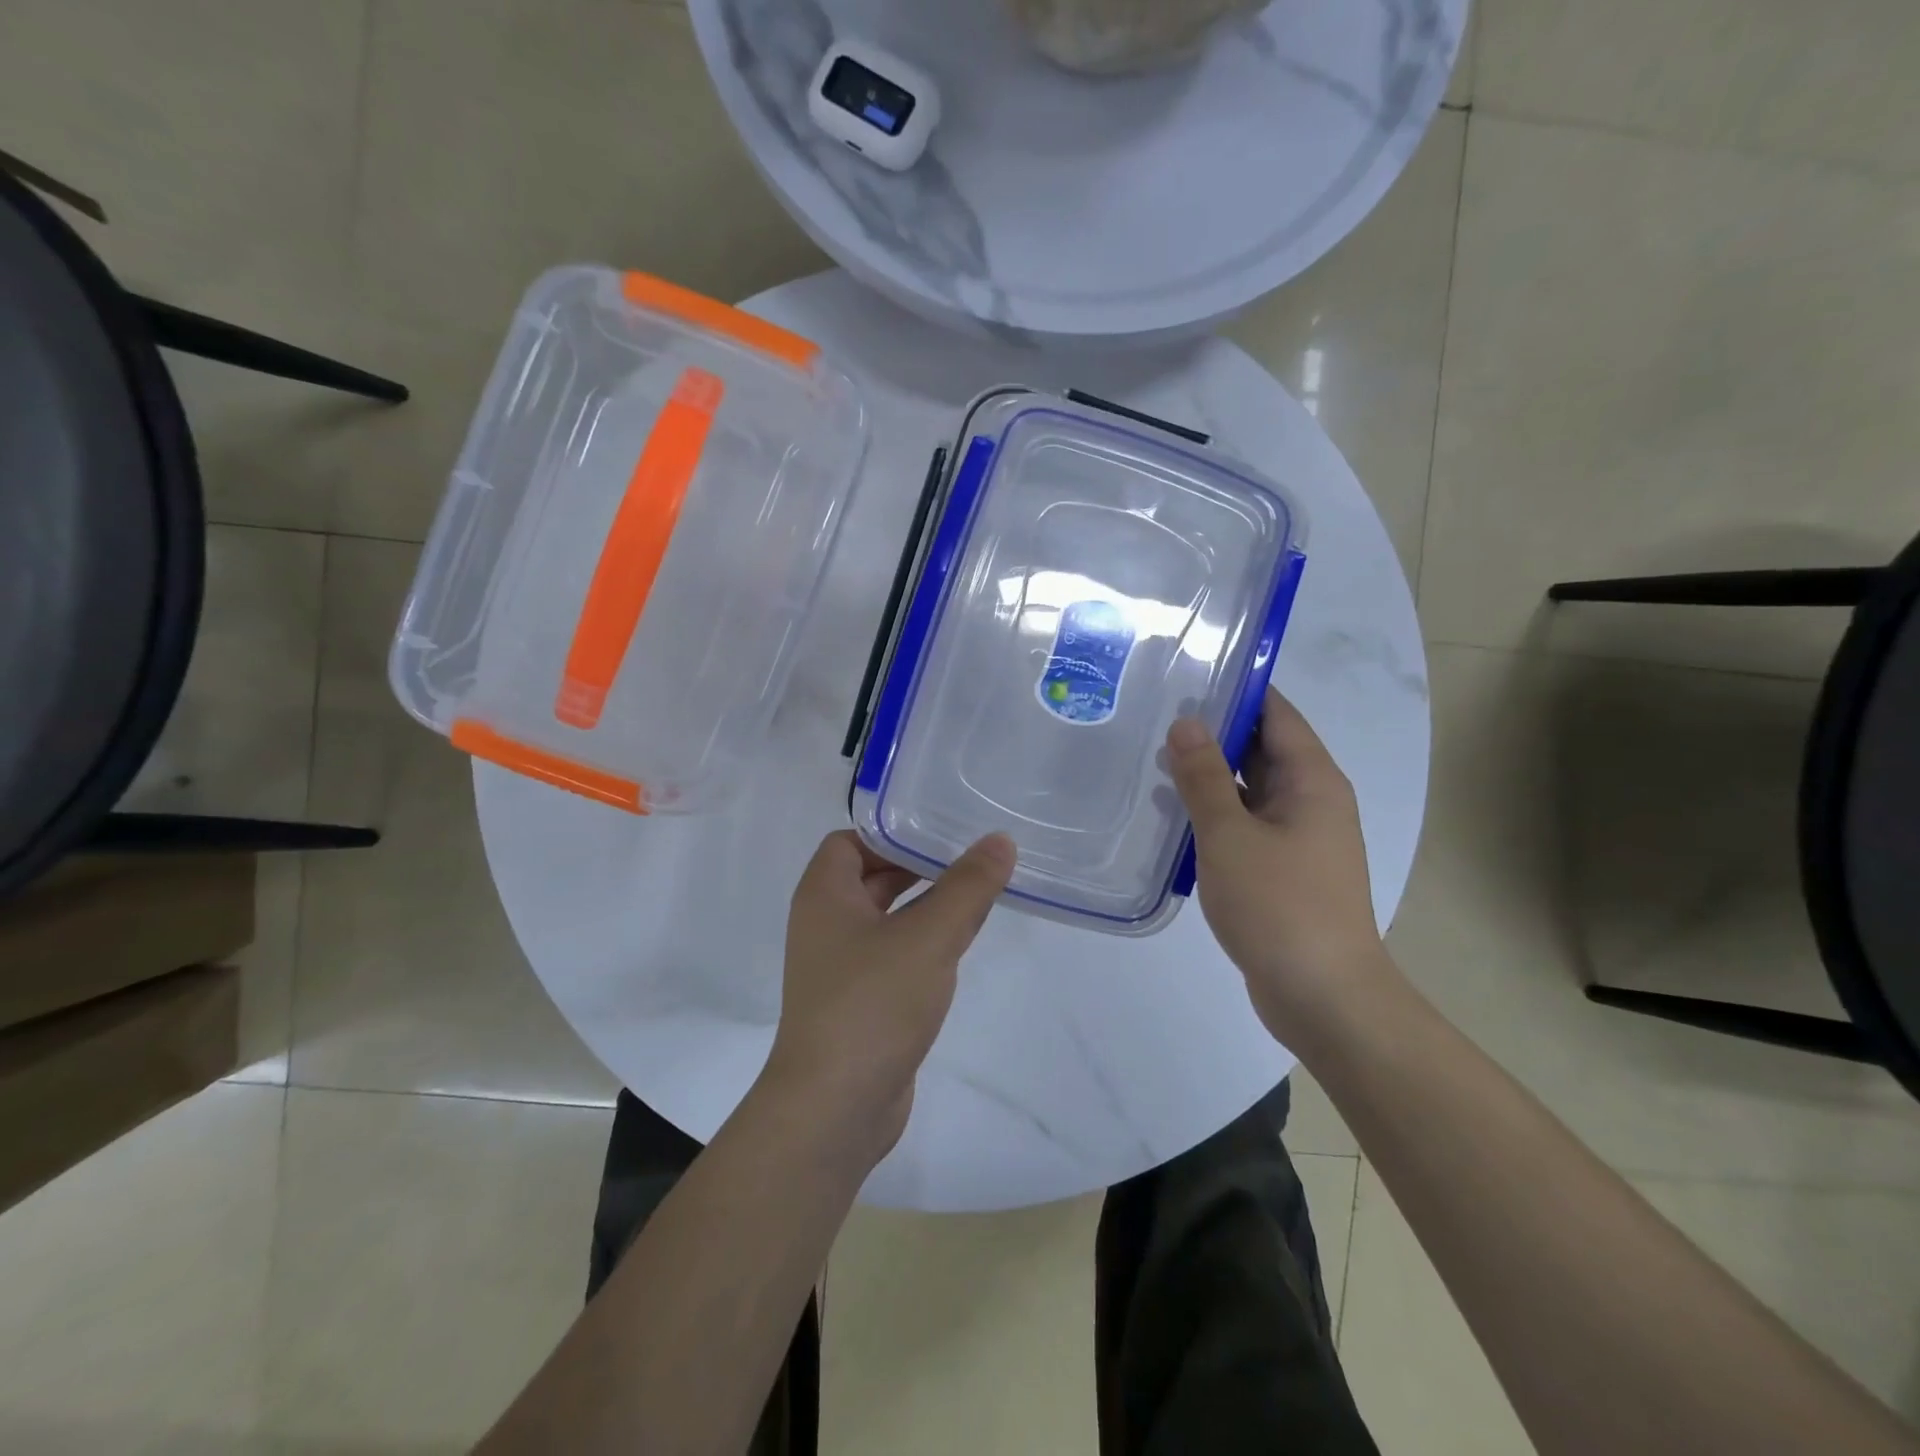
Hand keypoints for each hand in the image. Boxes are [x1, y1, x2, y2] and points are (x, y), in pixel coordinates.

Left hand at [766, 830, 1015, 1157]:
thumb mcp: (929, 936)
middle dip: (917, 866)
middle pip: (871, 877)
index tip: (940, 831)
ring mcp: (840, 967)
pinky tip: (957, 948)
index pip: (850, 841)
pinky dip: (921, 944)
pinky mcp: (859, 1003)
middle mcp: (825, 924)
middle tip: (970, 857)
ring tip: (976, 895)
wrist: (835, 1107)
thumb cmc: (873, 1003)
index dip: (891, 832)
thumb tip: (1000, 840)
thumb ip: (967, 886)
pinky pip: (892, 956)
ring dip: (924, 906)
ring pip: (886, 919)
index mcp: (824, 895)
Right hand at [1166, 688, 1383, 1043]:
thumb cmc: (1280, 907)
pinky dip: (1215, 814)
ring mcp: (1300, 837)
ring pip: (1251, 789)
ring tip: (1153, 760)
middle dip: (1214, 732)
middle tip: (1155, 715)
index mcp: (1312, 780)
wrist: (1323, 997)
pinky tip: (1173, 816)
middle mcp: (1312, 800)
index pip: (1276, 713)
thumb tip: (1186, 723)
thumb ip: (1204, 777)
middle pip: (1263, 748)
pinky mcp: (1284, 869)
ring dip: (1210, 776)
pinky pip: (1246, 824)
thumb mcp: (1230, 835)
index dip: (1237, 690)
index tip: (1188, 675)